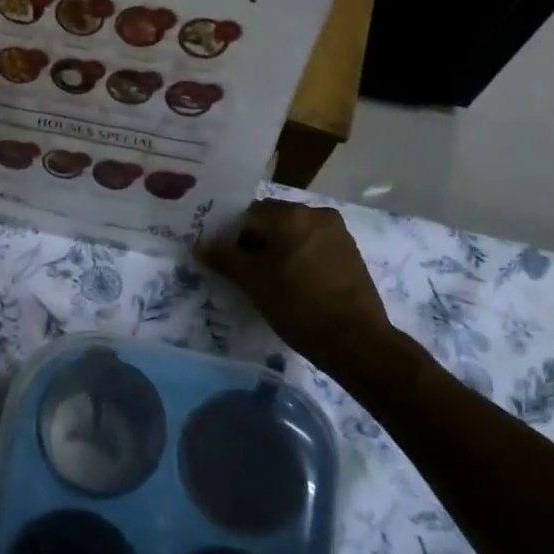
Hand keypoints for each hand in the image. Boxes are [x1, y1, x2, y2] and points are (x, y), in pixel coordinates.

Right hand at [198, 200, 417, 386]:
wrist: (355, 340)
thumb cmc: (297, 304)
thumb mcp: (252, 282)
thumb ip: (224, 258)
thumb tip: (199, 244)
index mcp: (290, 214)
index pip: (248, 214)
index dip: (233, 236)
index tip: (228, 261)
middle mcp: (316, 213)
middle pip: (273, 220)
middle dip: (257, 242)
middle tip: (246, 272)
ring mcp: (337, 232)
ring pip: (294, 233)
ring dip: (279, 249)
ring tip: (271, 280)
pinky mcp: (350, 252)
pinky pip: (314, 245)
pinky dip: (300, 257)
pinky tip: (296, 284)